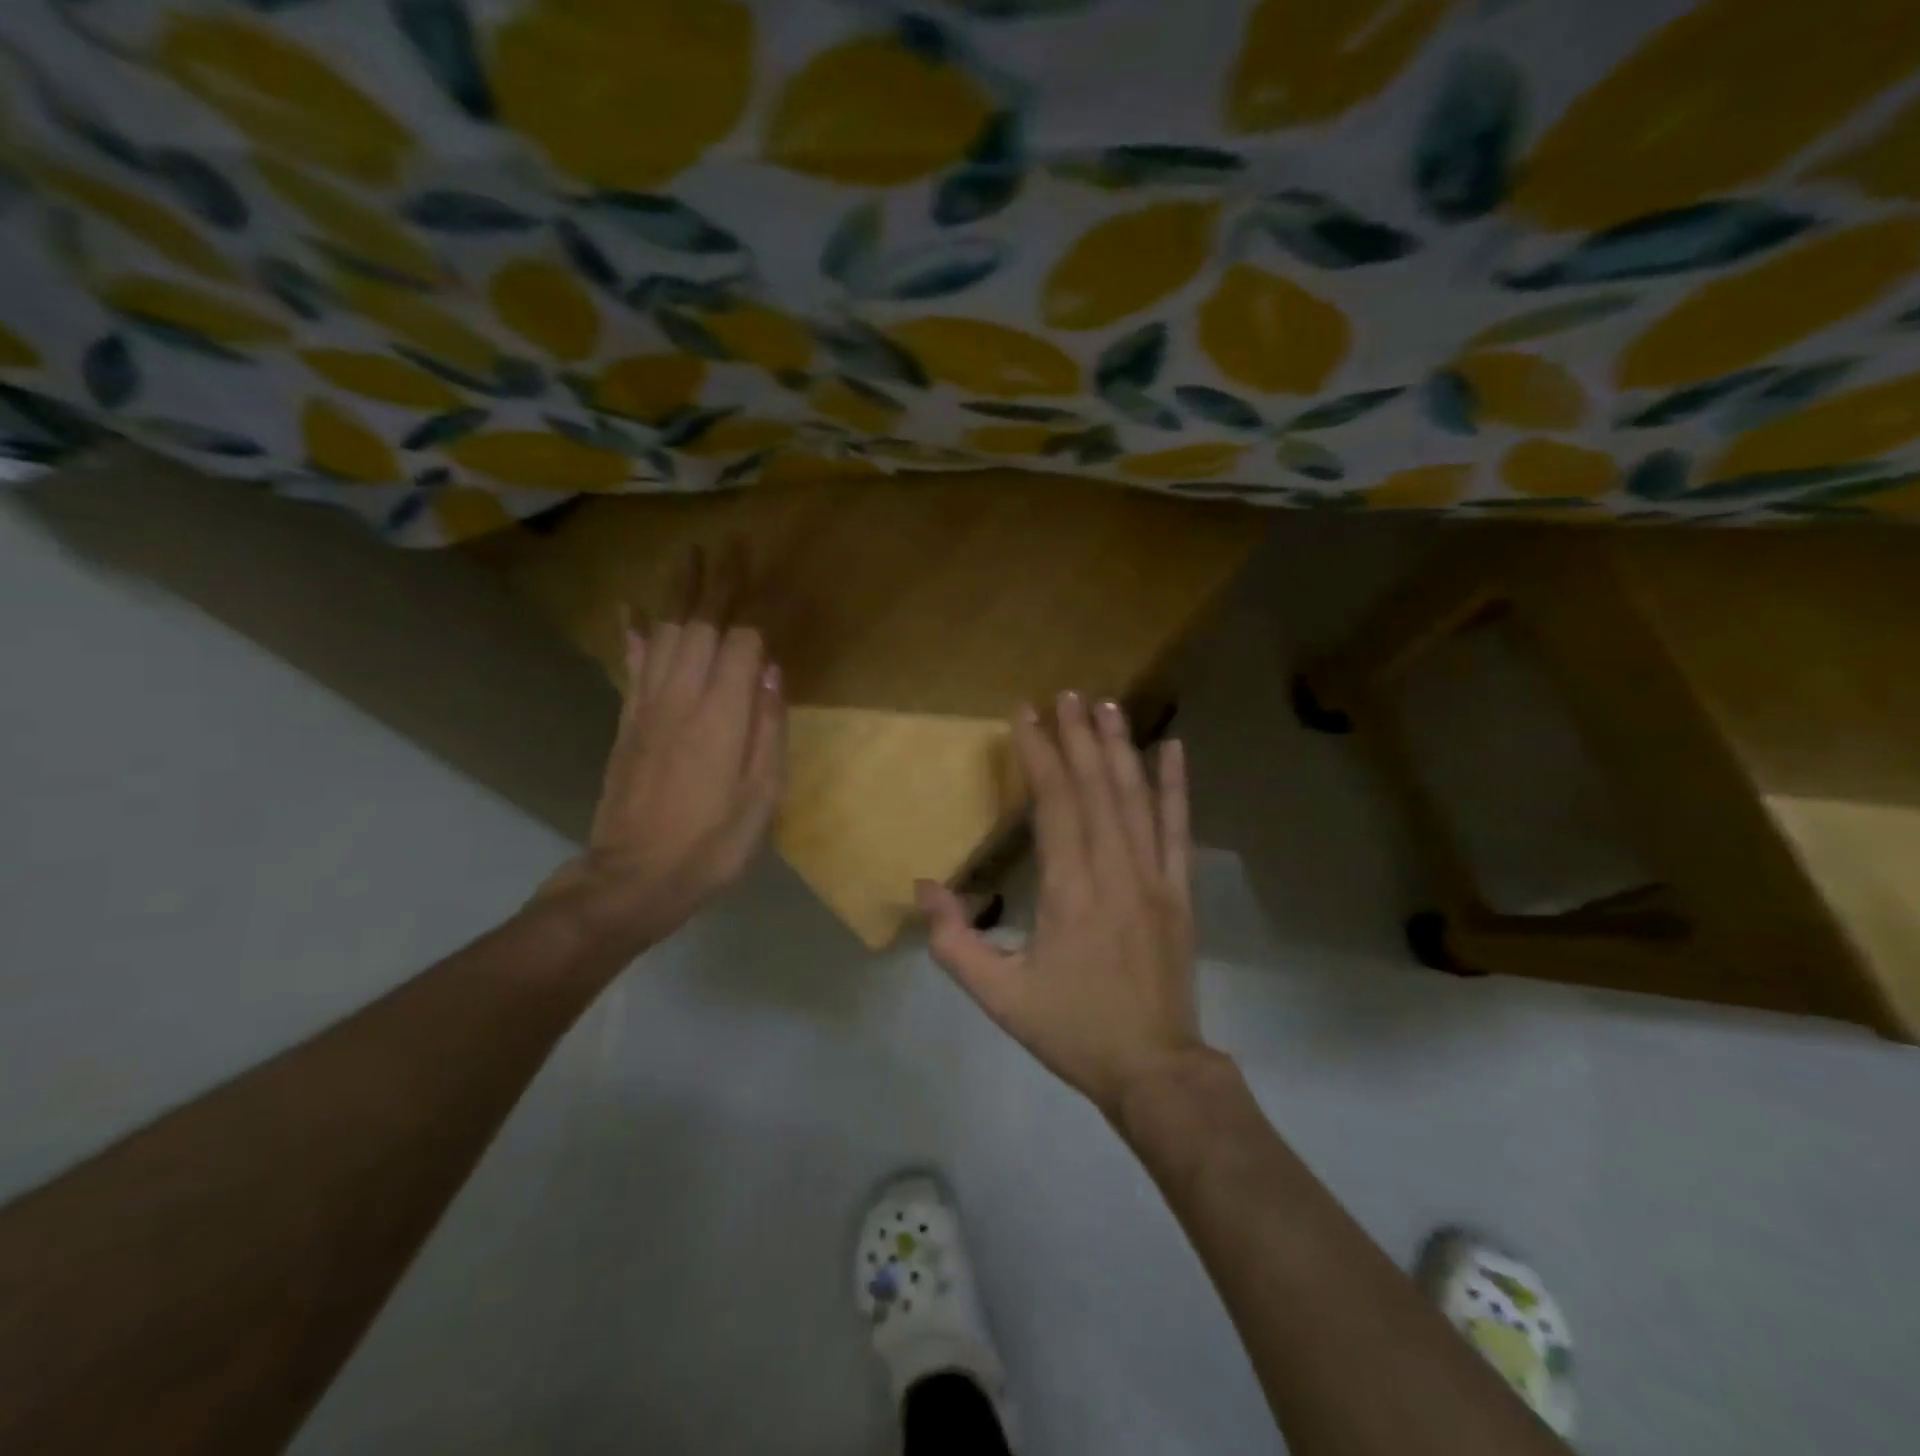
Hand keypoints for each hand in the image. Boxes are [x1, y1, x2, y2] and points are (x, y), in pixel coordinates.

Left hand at [540, 547, 785, 955]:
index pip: (742, 642)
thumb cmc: (712, 845)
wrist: (635, 878)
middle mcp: (682, 698)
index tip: (772, 573)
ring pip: (666, 634)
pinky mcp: (629, 722)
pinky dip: (635, 631)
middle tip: (730, 543)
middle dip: (717, 582)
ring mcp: (649, 707)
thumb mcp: (761, 798)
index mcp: (722, 716)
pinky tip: (632, 609)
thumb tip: (771, 671)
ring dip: (680, 593)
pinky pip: (633, 664)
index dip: (759, 606)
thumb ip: (767, 730)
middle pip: (701, 625)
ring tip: (692, 557)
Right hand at [918, 691, 1207, 1118]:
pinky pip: (1179, 828)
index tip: (1026, 714)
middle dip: (1078, 735)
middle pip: (1096, 786)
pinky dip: (1176, 786)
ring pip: (1136, 797)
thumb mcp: (999, 995)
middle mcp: (1114, 868)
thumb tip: (926, 887)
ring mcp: (1154, 876)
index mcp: (1069, 889)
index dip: (1039, 753)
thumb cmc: (1072, 1028)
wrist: (1153, 1068)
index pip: (1054, 802)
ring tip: (1107, 705)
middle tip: (1066, 693)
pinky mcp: (1179, 890)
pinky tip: (1174, 749)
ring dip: (1120, 747)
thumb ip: (955, 942)